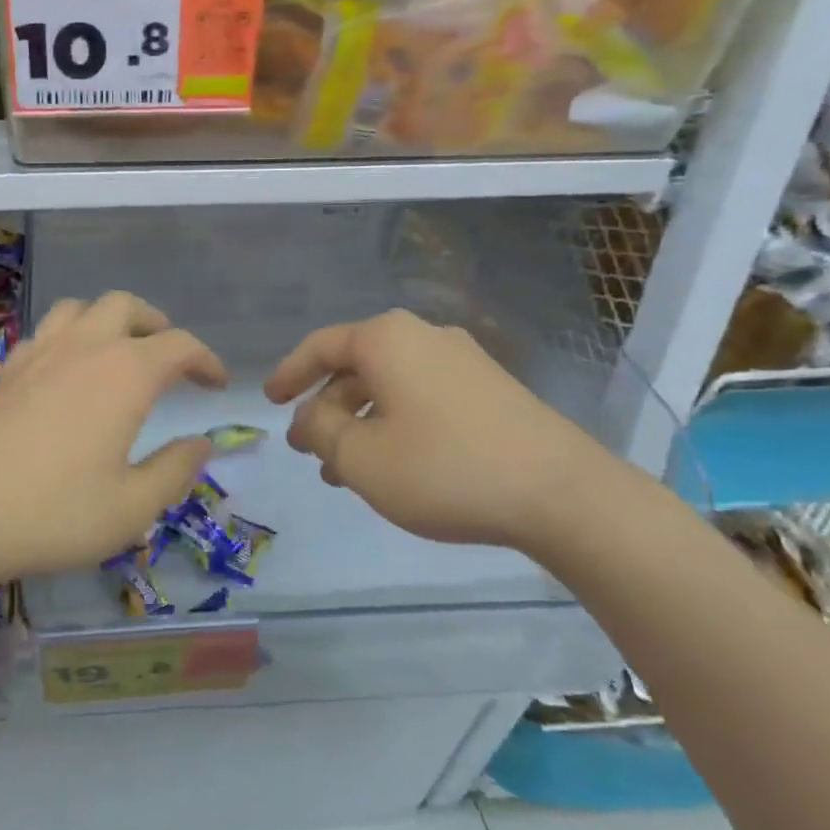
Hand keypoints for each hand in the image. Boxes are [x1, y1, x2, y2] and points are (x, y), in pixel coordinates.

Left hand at [0, 292, 226, 582]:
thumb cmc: (53, 513)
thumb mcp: (131, 507)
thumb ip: (175, 471)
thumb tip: (201, 444)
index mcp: (125, 374)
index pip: (180, 346)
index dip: (206, 360)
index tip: (216, 384)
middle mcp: (84, 348)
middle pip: (126, 306)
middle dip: (155, 324)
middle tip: (168, 356)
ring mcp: (39, 354)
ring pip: (80, 308)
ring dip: (108, 319)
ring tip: (118, 351)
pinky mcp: (7, 371)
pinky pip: (45, 333)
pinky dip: (67, 338)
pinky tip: (65, 371)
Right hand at [264, 309, 635, 554]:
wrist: (561, 493)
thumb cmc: (445, 468)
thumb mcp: (361, 457)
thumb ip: (320, 430)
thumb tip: (310, 416)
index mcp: (387, 339)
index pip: (320, 346)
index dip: (289, 373)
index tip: (268, 400)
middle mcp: (424, 336)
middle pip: (356, 366)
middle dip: (325, 408)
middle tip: (306, 448)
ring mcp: (463, 361)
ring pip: (389, 386)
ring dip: (359, 423)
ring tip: (344, 472)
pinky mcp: (490, 389)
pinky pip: (422, 397)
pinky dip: (394, 424)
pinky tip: (393, 466)